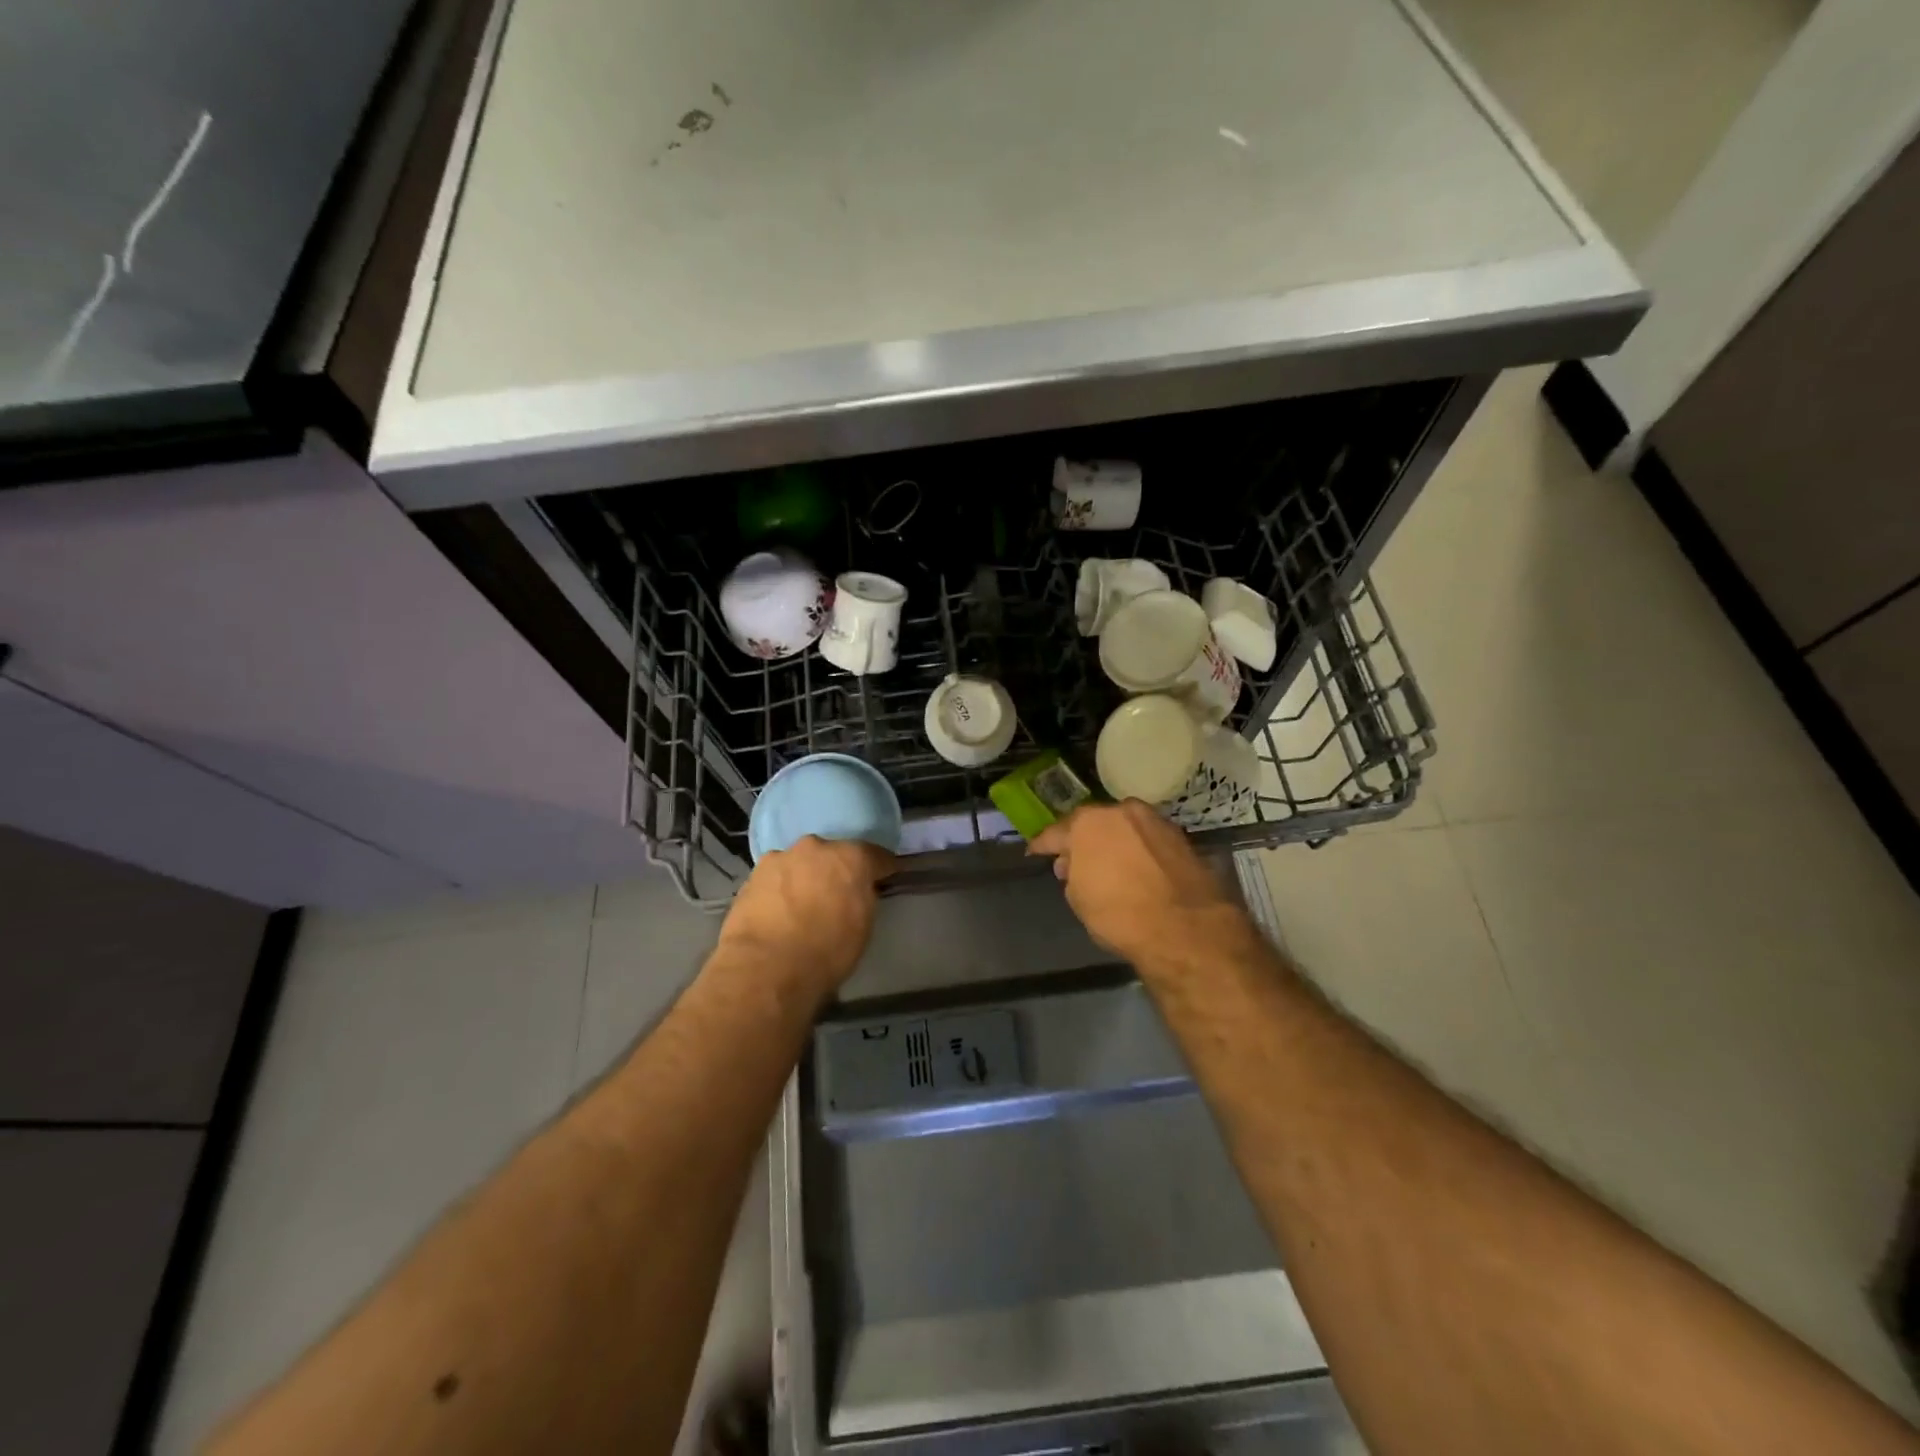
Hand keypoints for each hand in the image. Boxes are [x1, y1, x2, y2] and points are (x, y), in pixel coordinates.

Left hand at [716, 836, 892, 997]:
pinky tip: (779, 912)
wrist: (767, 967)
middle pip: (832, 855)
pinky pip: (776, 879)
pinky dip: (781, 890)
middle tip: (837, 894)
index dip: (881, 868)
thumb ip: (862, 897)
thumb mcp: (863, 926)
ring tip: (802, 905)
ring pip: (800, 864)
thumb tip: (857, 891)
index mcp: (851, 857)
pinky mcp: (752, 876)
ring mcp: (780, 858)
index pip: (876, 855)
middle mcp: (815, 848)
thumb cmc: (827, 951)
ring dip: (805, 878)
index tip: (884, 878)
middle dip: (836, 870)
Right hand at [1031, 801, 1253, 968]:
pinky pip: (1148, 840)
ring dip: (1115, 842)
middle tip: (1075, 860)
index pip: (1056, 832)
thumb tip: (1072, 864)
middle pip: (1094, 824)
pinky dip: (1140, 851)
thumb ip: (1071, 874)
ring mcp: (1155, 821)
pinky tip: (1138, 869)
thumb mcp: (1079, 899)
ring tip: (1110, 864)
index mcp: (1088, 823)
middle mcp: (1122, 811)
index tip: (1034, 852)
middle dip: (1083, 840)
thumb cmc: (1119, 914)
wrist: (1185, 928)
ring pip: (1125, 828)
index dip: (1043, 845)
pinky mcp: (1181, 837)